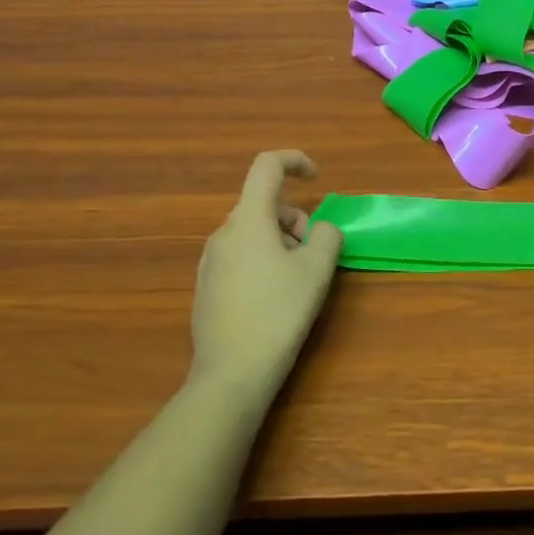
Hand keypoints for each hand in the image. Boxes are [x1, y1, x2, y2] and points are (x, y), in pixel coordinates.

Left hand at [189, 151, 342, 402]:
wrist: (232, 373)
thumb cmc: (279, 313)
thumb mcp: (317, 270)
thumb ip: (327, 236)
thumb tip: (320, 231)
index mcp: (248, 220)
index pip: (267, 166)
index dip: (295, 160)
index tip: (317, 178)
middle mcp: (223, 234)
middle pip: (264, 205)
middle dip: (296, 220)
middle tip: (314, 254)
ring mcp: (210, 261)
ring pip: (253, 232)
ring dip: (281, 242)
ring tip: (297, 280)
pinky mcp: (206, 287)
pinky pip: (240, 256)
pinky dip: (263, 261)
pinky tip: (273, 299)